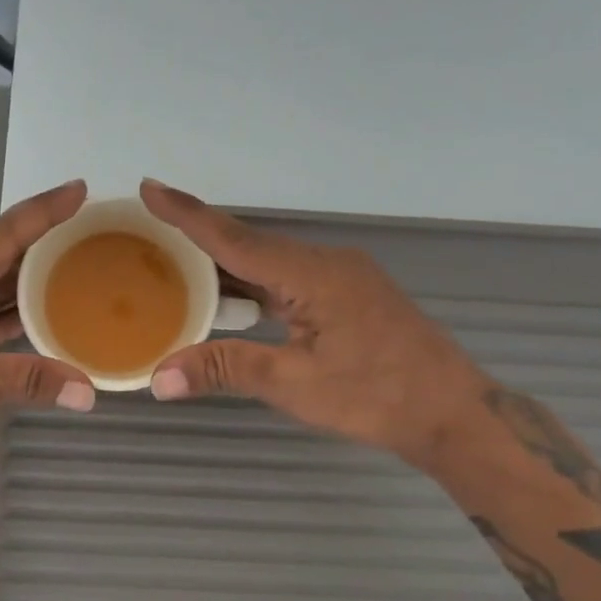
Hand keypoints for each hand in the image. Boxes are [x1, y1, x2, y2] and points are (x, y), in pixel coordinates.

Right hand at [141, 180, 485, 463]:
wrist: (452, 413)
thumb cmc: (376, 396)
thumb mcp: (294, 384)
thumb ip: (226, 370)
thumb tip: (159, 378)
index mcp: (312, 273)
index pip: (236, 239)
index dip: (188, 214)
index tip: (149, 187)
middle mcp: (326, 263)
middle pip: (250, 246)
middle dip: (199, 240)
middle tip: (148, 236)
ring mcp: (341, 279)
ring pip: (269, 266)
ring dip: (226, 269)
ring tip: (175, 270)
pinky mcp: (349, 298)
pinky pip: (288, 283)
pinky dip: (254, 288)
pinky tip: (231, 302)